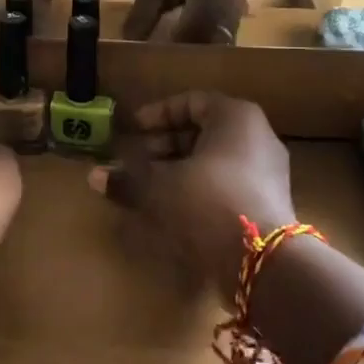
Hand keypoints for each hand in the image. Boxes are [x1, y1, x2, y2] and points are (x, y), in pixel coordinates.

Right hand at [88, 92, 295, 299]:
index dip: (158, 113)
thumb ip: (128, 179)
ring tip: (150, 186)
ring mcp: (268, 172)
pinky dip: (199, 188)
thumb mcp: (159, 188)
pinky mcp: (268, 204)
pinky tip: (174, 209)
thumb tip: (95, 177)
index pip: (192, 101)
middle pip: (204, 131)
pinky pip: (227, 183)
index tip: (133, 129)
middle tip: (136, 159)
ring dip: (180, 169)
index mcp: (236, 117)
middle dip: (165, 144)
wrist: (264, 262)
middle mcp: (258, 137)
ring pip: (215, 160)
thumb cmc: (208, 203)